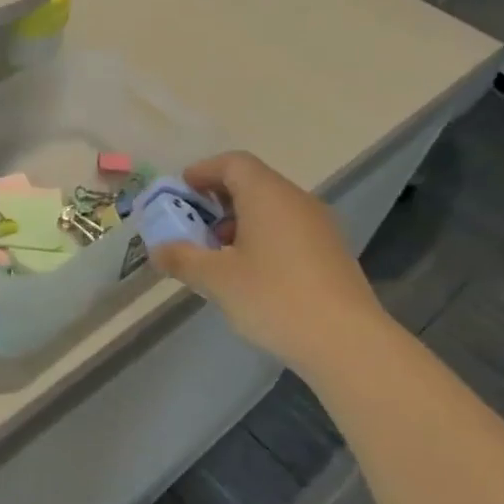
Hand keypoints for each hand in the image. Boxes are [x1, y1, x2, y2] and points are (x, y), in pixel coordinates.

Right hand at [149, 152, 385, 371]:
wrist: (346, 340)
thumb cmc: (273, 298)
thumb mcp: (217, 279)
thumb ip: (182, 258)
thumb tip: (158, 250)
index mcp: (267, 194)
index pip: (233, 163)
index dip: (203, 172)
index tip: (181, 193)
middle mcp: (296, 200)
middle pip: (252, 183)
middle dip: (216, 201)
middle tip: (191, 228)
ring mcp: (319, 225)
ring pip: (270, 208)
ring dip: (238, 222)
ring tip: (217, 256)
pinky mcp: (330, 252)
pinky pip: (287, 230)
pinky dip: (261, 238)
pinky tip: (249, 274)